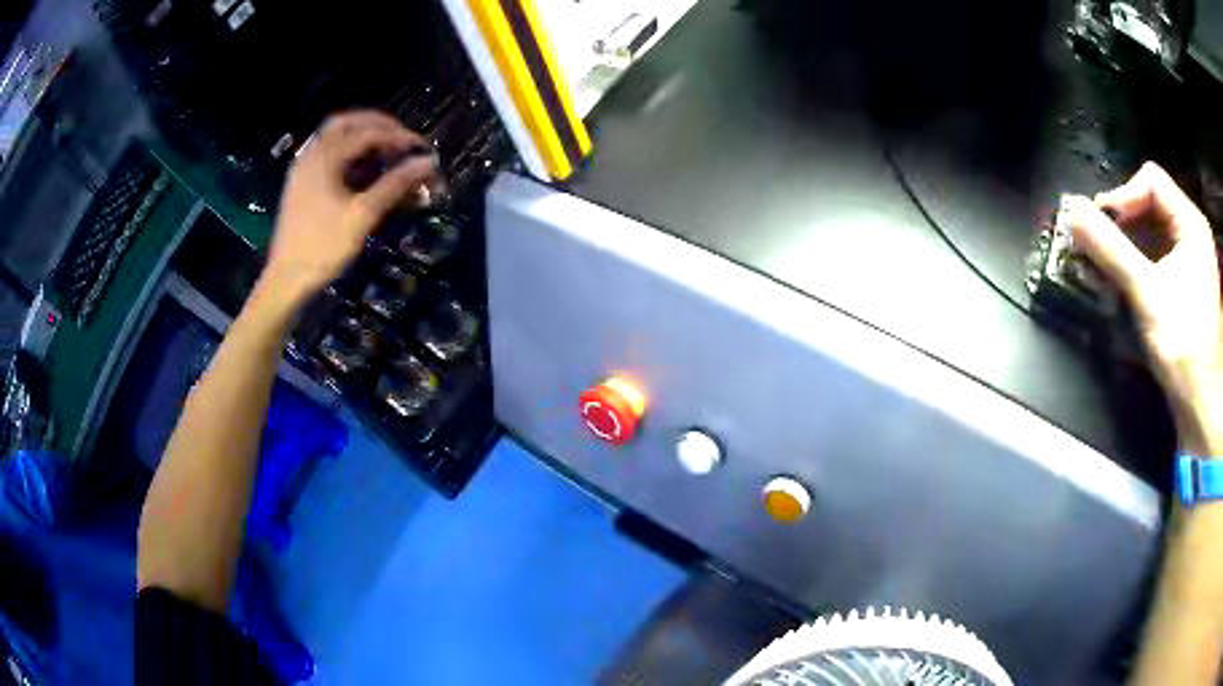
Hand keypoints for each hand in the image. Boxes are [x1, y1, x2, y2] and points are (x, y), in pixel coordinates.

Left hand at [257, 111, 442, 315]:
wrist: (286, 280)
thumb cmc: (323, 247)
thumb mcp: (363, 215)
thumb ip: (395, 184)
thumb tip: (428, 163)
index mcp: (325, 157)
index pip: (368, 132)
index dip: (399, 137)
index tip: (423, 149)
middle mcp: (312, 155)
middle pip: (347, 123)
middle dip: (378, 126)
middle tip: (403, 140)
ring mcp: (303, 169)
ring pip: (335, 137)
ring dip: (363, 137)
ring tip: (387, 153)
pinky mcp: (301, 185)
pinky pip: (328, 154)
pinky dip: (349, 153)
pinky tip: (364, 171)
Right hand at [1065, 162, 1222, 452]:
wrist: (1201, 405)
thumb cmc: (1183, 347)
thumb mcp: (1147, 295)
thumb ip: (1111, 250)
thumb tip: (1072, 212)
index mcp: (1191, 223)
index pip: (1152, 180)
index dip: (1124, 196)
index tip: (1101, 226)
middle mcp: (1193, 230)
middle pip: (1152, 201)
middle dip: (1124, 220)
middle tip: (1100, 244)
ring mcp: (1193, 256)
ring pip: (1155, 228)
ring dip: (1129, 241)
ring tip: (1108, 263)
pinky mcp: (1188, 280)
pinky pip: (1160, 252)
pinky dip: (1141, 260)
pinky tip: (1127, 278)